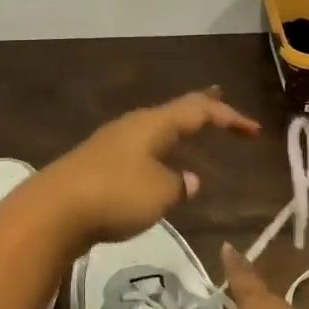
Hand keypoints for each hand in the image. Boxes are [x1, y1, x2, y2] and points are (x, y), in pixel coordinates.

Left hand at [27, 89, 259, 253]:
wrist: (54, 210)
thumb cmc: (115, 194)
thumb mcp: (160, 193)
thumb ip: (179, 185)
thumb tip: (189, 180)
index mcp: (153, 123)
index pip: (199, 110)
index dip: (229, 117)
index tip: (254, 130)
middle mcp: (133, 125)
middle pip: (174, 111)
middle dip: (201, 108)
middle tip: (220, 98)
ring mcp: (113, 143)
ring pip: (155, 129)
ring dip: (178, 129)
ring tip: (193, 129)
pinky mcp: (98, 164)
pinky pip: (140, 149)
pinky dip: (160, 150)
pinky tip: (159, 166)